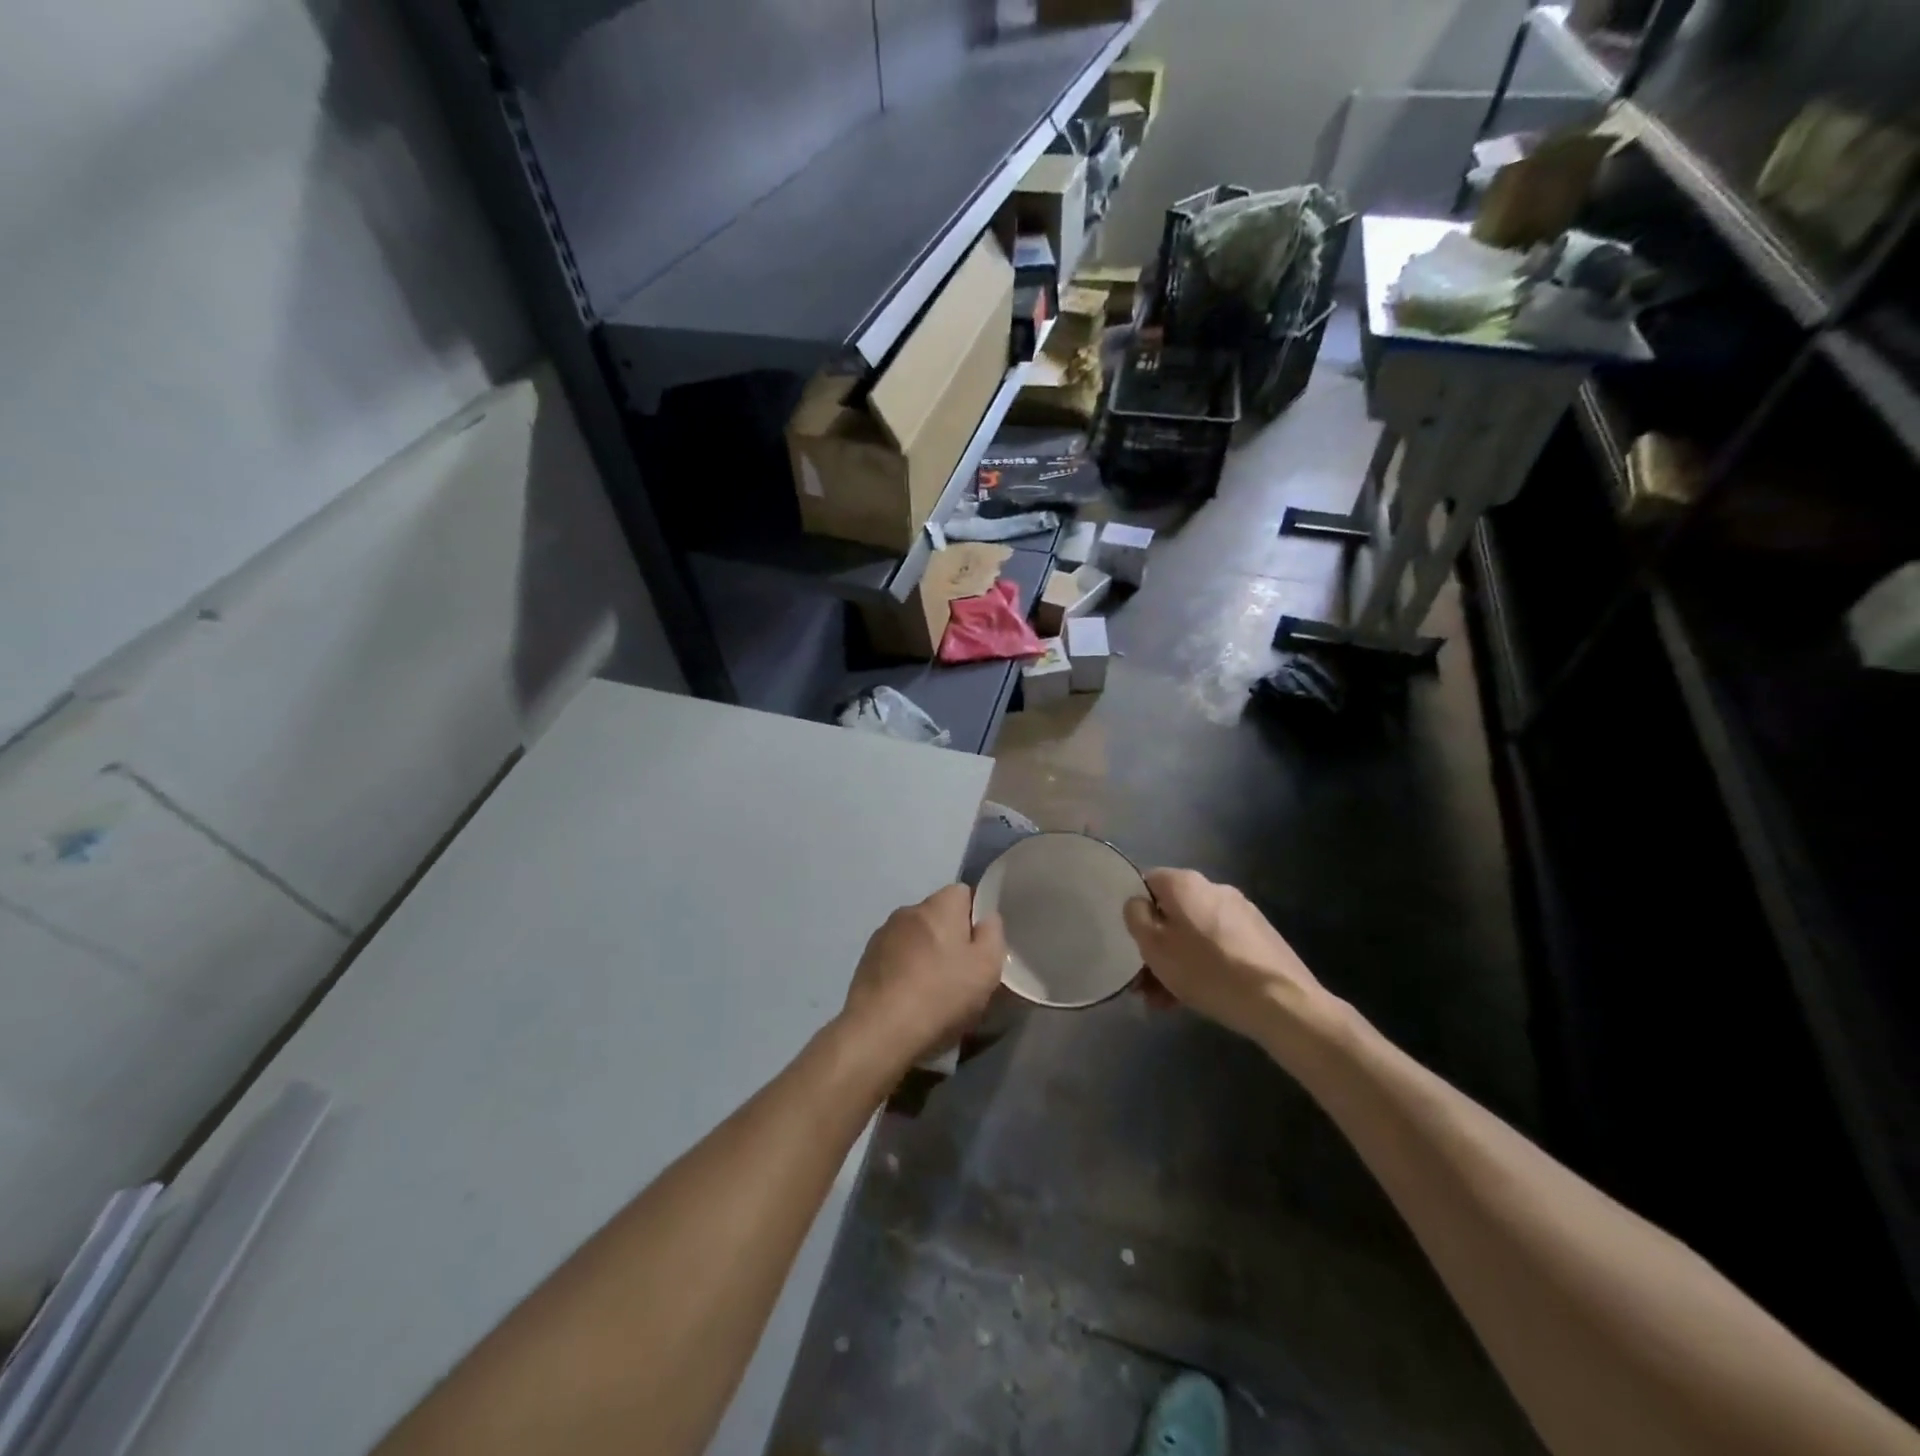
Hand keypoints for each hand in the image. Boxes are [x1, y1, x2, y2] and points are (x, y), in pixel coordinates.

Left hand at [839, 885, 1006, 1068]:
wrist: (880, 1031)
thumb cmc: (941, 995)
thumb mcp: (987, 968)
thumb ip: (992, 935)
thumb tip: (986, 919)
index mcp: (939, 906)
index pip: (963, 892)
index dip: (975, 916)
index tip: (980, 947)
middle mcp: (908, 911)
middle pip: (937, 915)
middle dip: (950, 936)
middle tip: (961, 973)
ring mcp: (882, 935)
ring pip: (914, 936)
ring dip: (924, 953)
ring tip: (932, 990)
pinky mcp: (866, 960)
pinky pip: (894, 957)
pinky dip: (904, 970)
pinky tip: (908, 998)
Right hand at [1123, 869, 1336, 1049]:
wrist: (1281, 1003)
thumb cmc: (1207, 970)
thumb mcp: (1154, 946)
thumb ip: (1135, 917)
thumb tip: (1138, 903)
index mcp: (1185, 883)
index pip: (1146, 882)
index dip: (1135, 912)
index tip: (1131, 944)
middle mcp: (1214, 888)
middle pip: (1172, 913)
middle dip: (1156, 947)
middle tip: (1145, 984)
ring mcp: (1241, 912)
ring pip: (1194, 934)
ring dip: (1177, 962)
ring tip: (1168, 1001)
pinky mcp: (1260, 937)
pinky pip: (1218, 946)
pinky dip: (1204, 966)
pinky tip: (1199, 997)